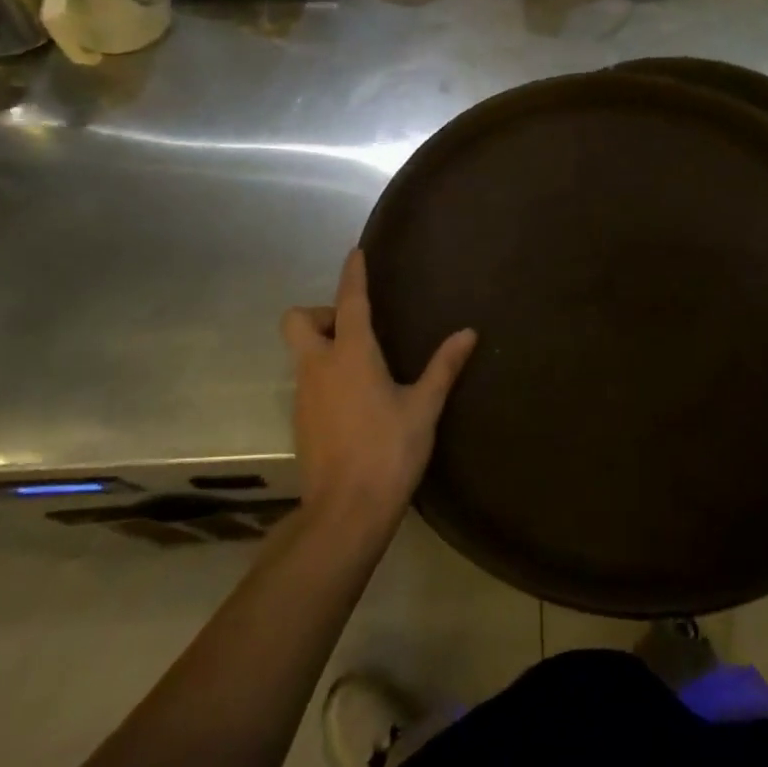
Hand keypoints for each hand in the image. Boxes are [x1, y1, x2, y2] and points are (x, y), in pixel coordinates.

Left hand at [281, 249, 476, 530]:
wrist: (345, 513)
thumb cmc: (389, 452)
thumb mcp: (424, 408)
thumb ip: (444, 366)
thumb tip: (469, 333)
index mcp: (351, 355)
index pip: (349, 301)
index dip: (353, 274)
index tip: (356, 253)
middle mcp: (319, 367)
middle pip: (298, 320)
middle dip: (321, 313)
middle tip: (355, 329)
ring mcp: (304, 395)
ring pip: (301, 352)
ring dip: (324, 345)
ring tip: (364, 365)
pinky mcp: (300, 420)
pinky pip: (306, 380)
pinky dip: (325, 375)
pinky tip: (354, 399)